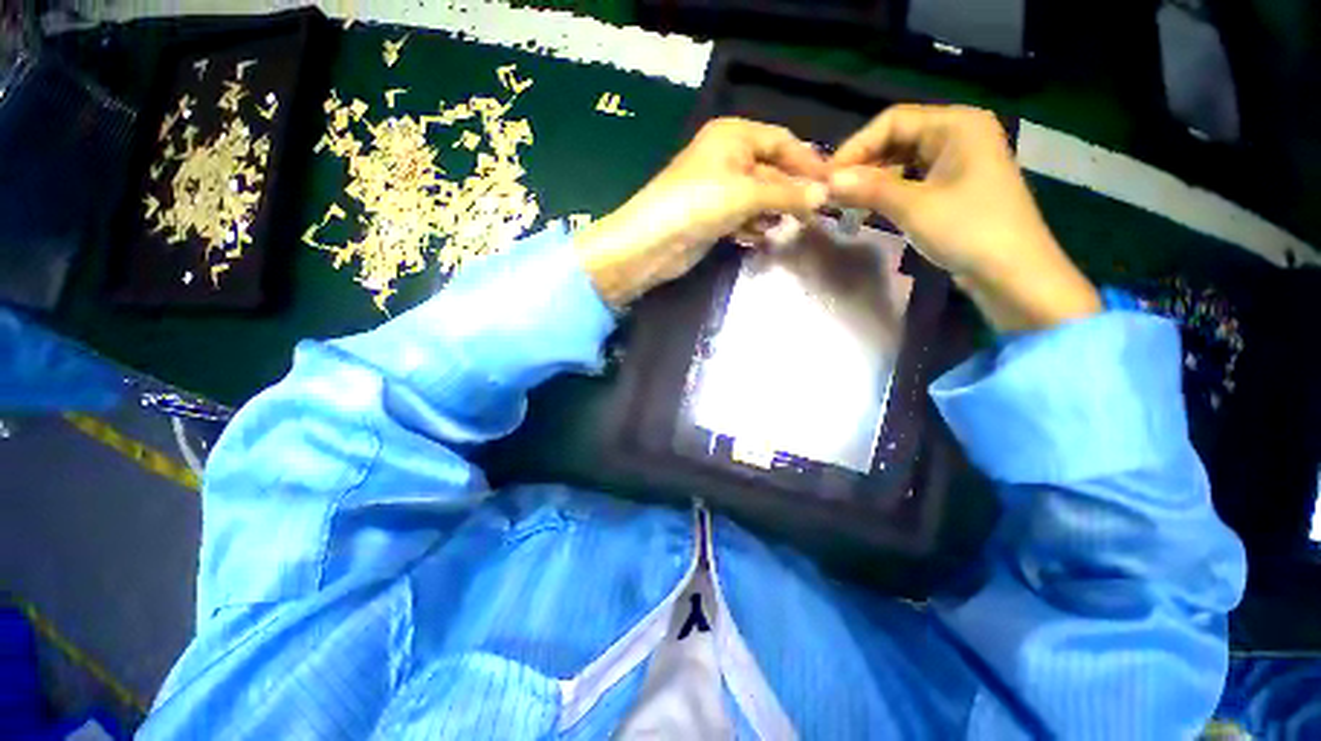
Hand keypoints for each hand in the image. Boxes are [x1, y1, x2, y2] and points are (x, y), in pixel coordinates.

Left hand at [575, 118, 828, 307]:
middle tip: (813, 213)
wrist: (652, 243)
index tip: (831, 185)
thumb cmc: (699, 204)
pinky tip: (761, 237)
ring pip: (756, 197)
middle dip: (790, 191)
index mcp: (733, 136)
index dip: (807, 162)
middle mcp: (725, 157)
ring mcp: (717, 189)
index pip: (781, 142)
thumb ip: (786, 194)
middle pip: (770, 170)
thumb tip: (824, 195)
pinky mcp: (710, 217)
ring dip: (772, 211)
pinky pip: (741, 217)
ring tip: (789, 226)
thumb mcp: (747, 194)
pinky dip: (752, 226)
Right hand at [828, 105, 1099, 332]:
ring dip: (872, 181)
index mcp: (956, 125)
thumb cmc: (969, 231)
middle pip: (897, 139)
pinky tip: (868, 210)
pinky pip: (912, 181)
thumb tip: (826, 181)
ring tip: (844, 204)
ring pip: (902, 162)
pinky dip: (888, 193)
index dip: (856, 146)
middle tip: (831, 193)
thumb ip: (868, 188)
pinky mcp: (954, 189)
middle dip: (863, 165)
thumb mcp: (913, 207)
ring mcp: (958, 163)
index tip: (826, 177)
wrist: (1014, 275)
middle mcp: (958, 135)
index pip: (893, 121)